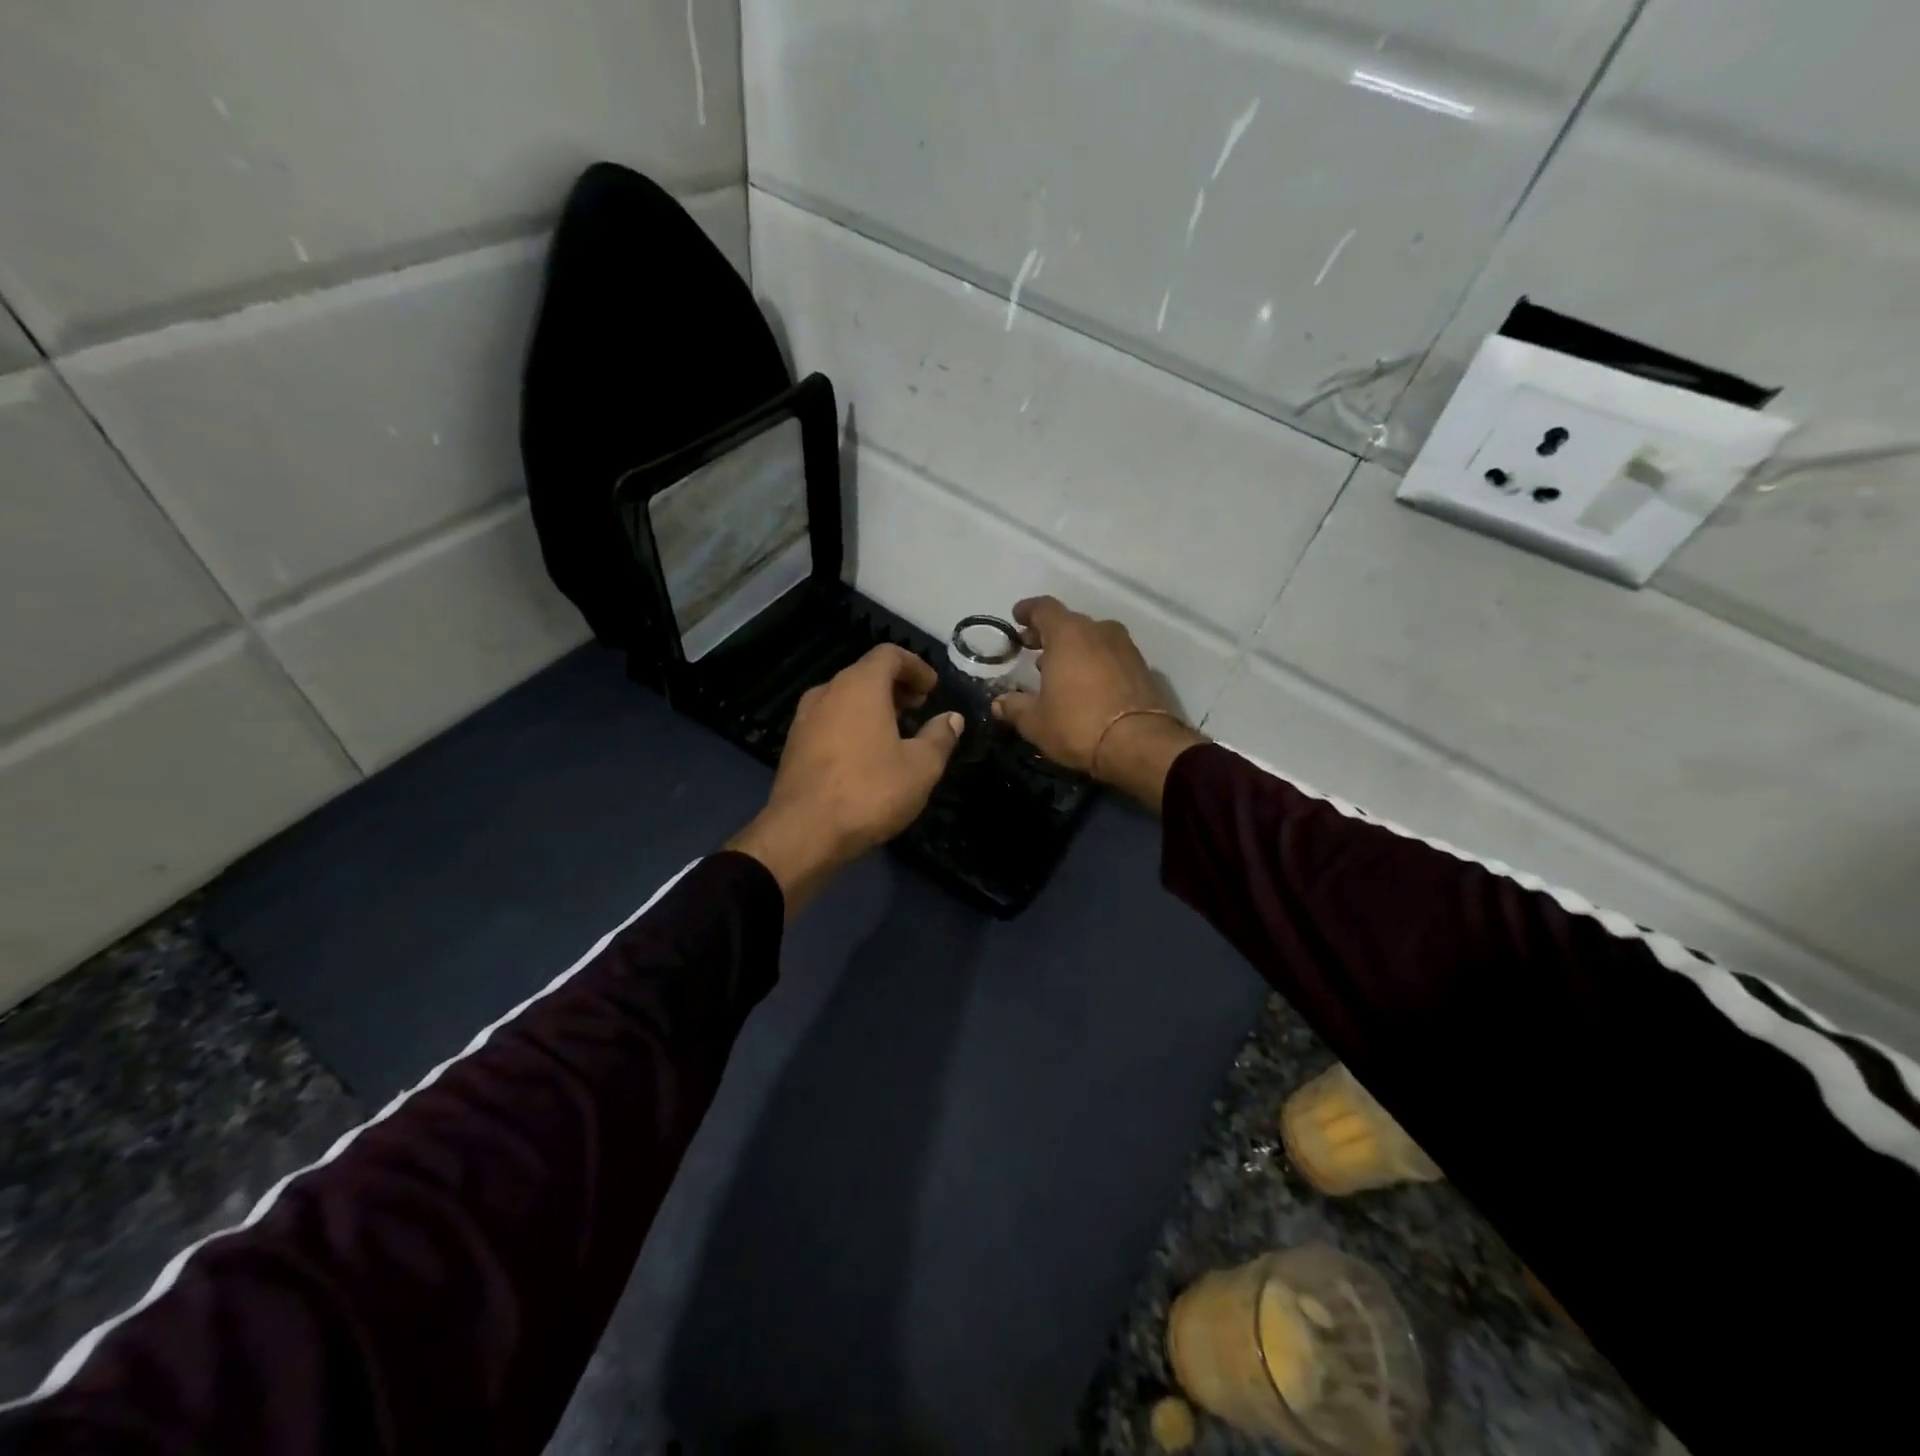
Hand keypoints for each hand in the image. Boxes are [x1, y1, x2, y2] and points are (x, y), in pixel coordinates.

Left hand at [728, 645, 963, 913]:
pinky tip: (866, 754)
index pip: (889, 655)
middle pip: (865, 673)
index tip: (933, 689)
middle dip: (896, 686)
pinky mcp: (794, 744)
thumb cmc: (870, 791)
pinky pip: (830, 720)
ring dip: (873, 706)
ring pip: (845, 697)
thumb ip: (940, 736)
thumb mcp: (921, 767)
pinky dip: (852, 723)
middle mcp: (828, 691)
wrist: (804, 832)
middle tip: (919, 707)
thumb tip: (952, 718)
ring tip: (896, 731)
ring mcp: (805, 718)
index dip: (916, 666)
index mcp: (860, 685)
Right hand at [991, 596, 1205, 811]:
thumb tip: (998, 703)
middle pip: (1069, 623)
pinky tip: (1085, 684)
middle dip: (1048, 634)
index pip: (1044, 608)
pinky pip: (1110, 656)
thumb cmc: (1078, 725)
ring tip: (1057, 670)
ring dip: (1073, 649)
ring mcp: (1124, 648)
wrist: (1139, 744)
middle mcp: (1099, 631)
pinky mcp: (1142, 668)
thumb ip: (1015, 707)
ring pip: (1092, 639)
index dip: (1028, 611)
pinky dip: (1094, 662)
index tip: (1017, 617)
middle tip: (1031, 648)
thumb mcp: (1036, 722)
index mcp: (1068, 634)